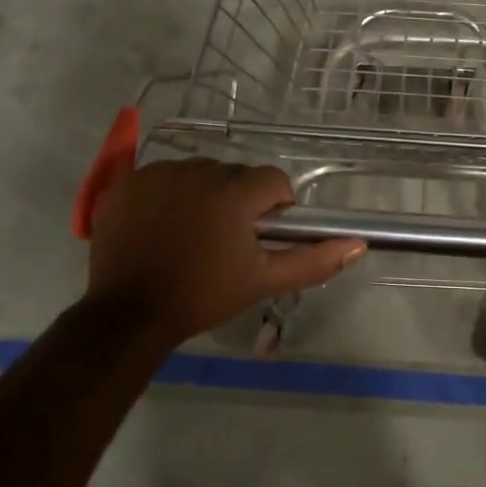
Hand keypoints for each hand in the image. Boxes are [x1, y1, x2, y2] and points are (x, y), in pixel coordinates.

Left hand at [85, 158, 363, 345]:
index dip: (274, 207)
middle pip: (236, 174)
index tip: (259, 237)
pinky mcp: (128, 182)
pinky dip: (169, 193)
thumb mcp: (261, 281)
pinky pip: (163, 175)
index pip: (272, 180)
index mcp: (233, 194)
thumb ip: (312, 260)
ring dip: (204, 193)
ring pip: (200, 172)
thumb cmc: (201, 296)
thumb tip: (358, 245)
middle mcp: (198, 172)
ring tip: (191, 233)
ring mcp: (159, 174)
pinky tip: (161, 225)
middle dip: (239, 200)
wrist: (128, 314)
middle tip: (225, 240)